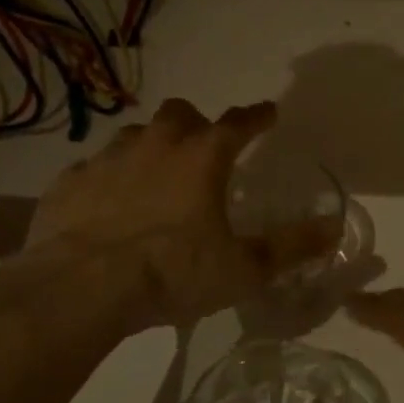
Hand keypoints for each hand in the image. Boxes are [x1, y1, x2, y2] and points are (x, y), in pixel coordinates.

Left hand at [12, 98, 334, 332]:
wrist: (79, 289)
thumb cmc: (171, 272)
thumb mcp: (242, 268)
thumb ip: (290, 247)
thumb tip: (333, 229)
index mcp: (202, 157)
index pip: (239, 122)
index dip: (257, 116)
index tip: (268, 113)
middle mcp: (156, 145)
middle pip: (180, 114)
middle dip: (196, 123)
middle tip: (203, 147)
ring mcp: (107, 159)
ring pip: (135, 136)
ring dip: (150, 147)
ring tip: (155, 176)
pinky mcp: (69, 182)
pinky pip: (93, 168)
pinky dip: (107, 179)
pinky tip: (107, 204)